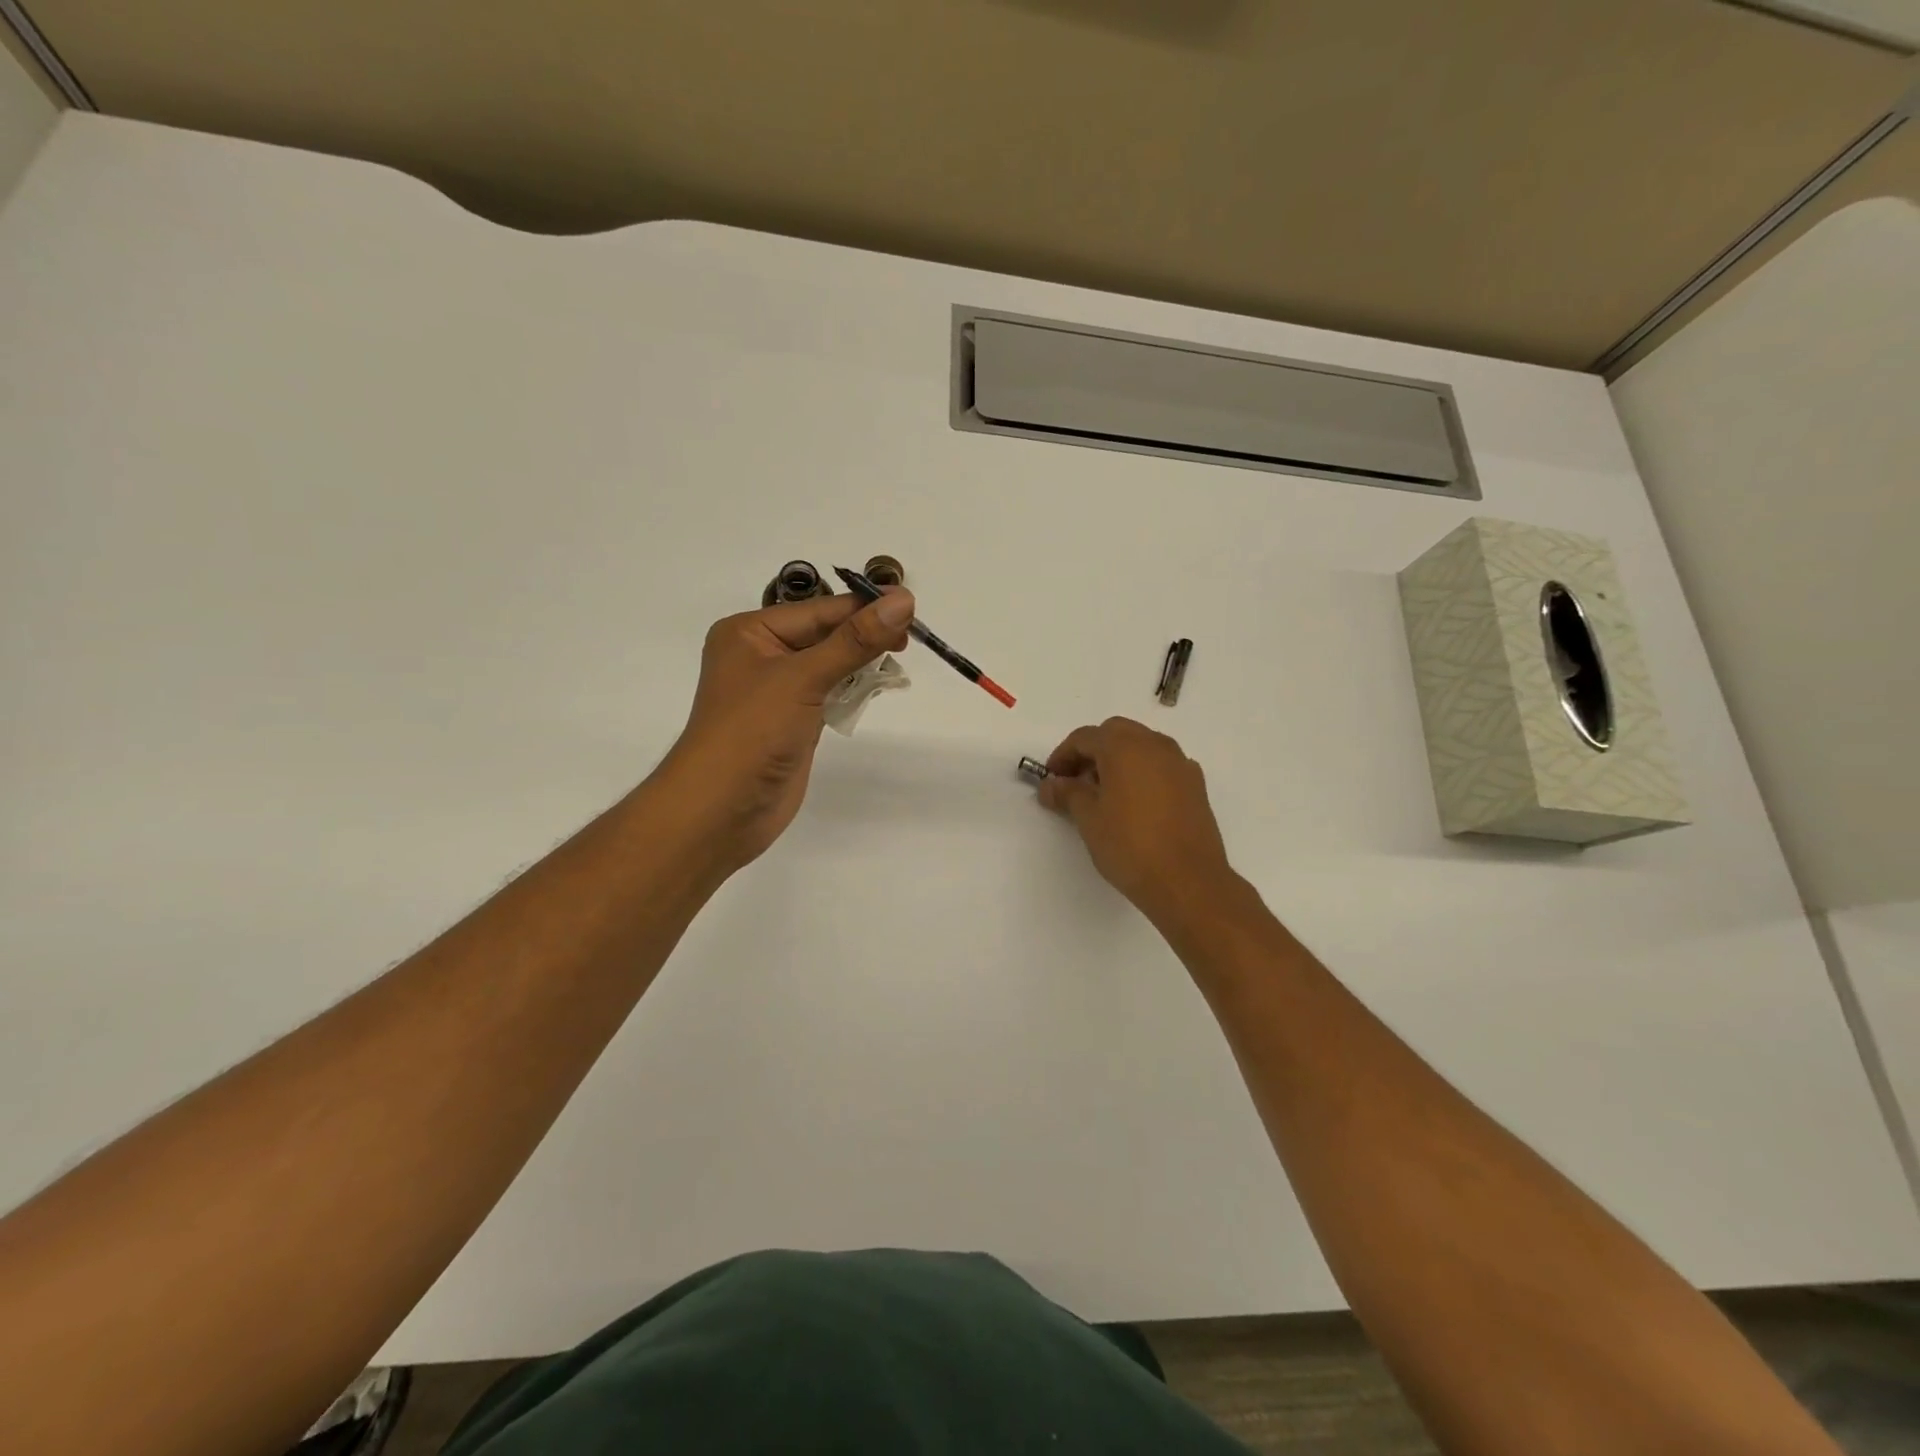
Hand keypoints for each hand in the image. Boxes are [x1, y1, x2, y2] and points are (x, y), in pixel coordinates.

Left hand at [657, 589, 913, 872]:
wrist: (721, 811)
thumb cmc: (753, 733)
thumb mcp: (804, 678)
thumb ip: (855, 640)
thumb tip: (904, 600)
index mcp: (750, 632)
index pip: (818, 610)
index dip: (864, 607)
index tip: (911, 606)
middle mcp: (761, 655)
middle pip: (825, 633)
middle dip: (865, 635)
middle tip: (909, 639)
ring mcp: (778, 691)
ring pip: (831, 664)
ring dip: (863, 663)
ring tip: (898, 663)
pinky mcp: (794, 721)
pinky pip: (830, 692)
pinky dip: (854, 689)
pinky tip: (879, 687)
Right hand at [1039, 717, 1236, 925]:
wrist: (1187, 881)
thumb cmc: (1130, 845)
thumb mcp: (1088, 819)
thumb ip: (1068, 793)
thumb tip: (1051, 785)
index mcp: (1124, 747)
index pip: (1085, 738)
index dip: (1062, 755)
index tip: (1051, 779)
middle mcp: (1155, 745)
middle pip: (1116, 733)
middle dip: (1092, 751)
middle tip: (1076, 781)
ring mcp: (1180, 763)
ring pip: (1142, 746)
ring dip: (1119, 759)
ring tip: (1104, 793)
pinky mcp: (1196, 785)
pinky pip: (1162, 765)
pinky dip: (1143, 772)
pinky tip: (1135, 803)